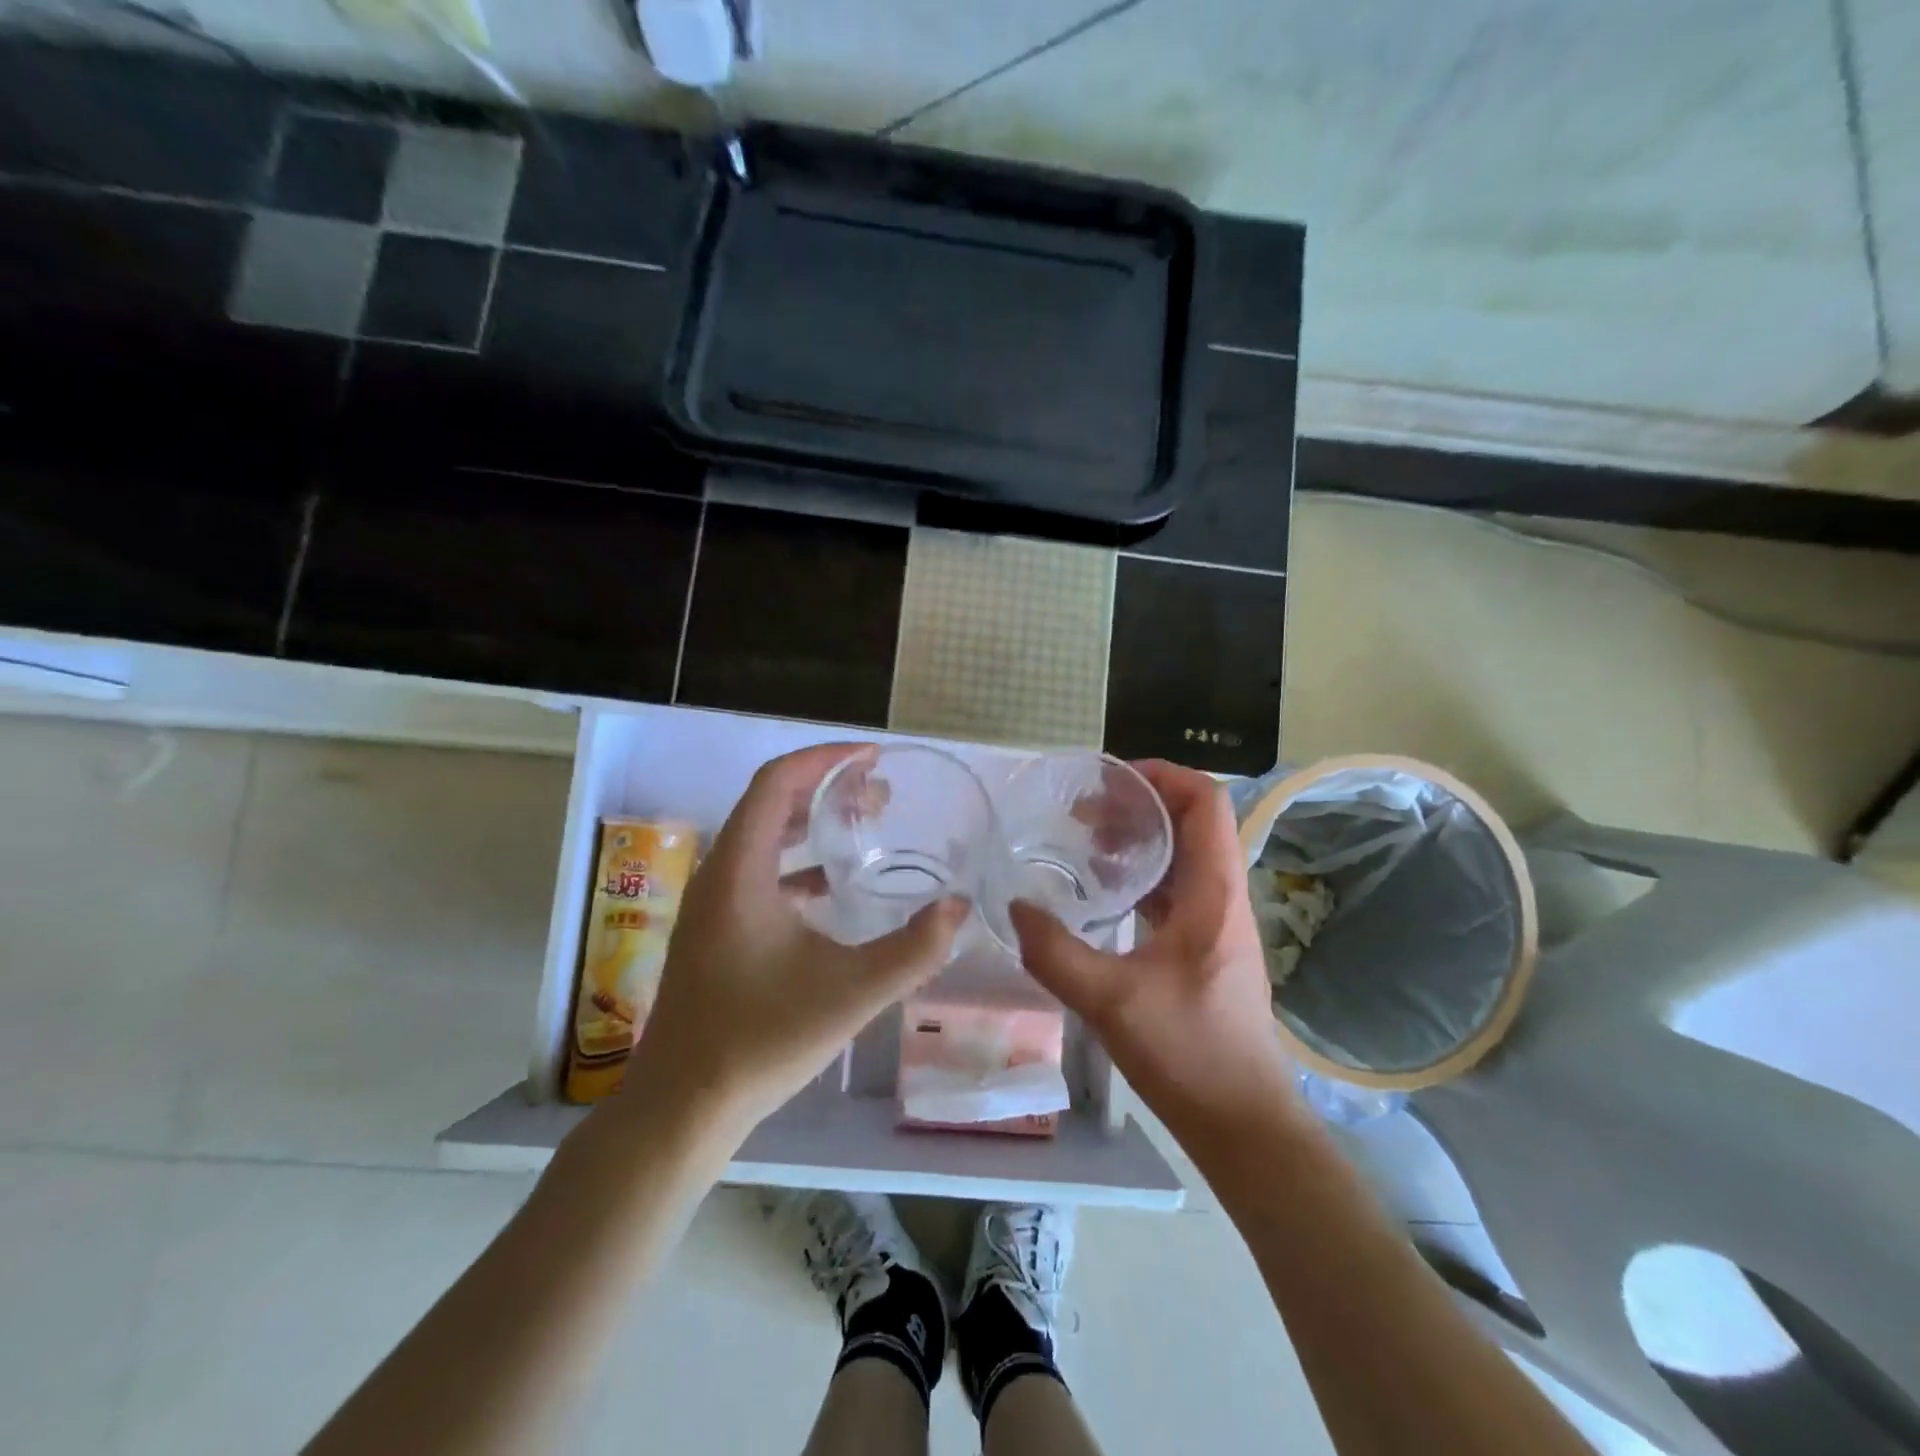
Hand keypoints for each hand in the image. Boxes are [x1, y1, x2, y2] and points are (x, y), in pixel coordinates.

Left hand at [624, 743, 969, 1135]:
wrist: (683, 1107)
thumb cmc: (762, 1041)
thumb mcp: (852, 993)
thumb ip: (915, 949)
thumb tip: (960, 907)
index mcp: (740, 871)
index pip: (776, 782)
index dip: (824, 758)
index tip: (872, 757)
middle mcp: (718, 875)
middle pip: (768, 802)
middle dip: (825, 787)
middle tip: (880, 793)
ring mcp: (710, 904)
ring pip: (761, 837)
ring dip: (811, 822)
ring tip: (863, 824)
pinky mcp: (714, 930)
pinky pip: (757, 871)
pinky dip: (796, 861)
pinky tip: (832, 887)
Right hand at [1009, 760, 1295, 1144]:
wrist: (1242, 1122)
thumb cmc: (1189, 1054)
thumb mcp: (1110, 1001)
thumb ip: (1055, 952)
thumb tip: (1015, 908)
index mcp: (1214, 893)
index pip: (1206, 803)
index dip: (1163, 776)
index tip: (1110, 780)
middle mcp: (1222, 897)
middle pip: (1192, 822)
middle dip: (1139, 804)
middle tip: (1083, 811)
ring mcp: (1216, 922)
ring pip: (1182, 856)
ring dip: (1139, 839)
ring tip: (1086, 842)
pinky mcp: (1204, 947)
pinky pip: (1174, 889)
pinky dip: (1140, 875)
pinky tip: (1102, 891)